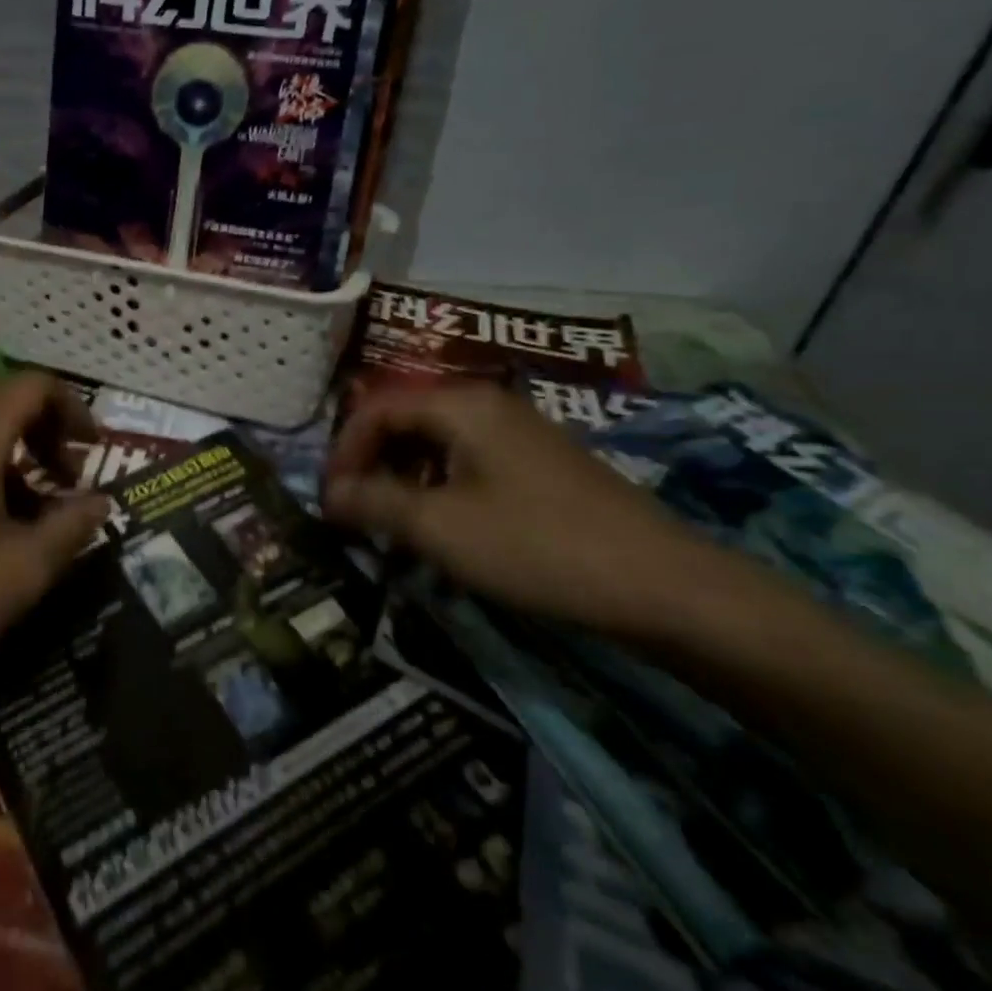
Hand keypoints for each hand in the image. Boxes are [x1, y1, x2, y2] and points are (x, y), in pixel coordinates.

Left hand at [0, 375, 109, 699]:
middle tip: (70, 481)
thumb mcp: (23, 569)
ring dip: (17, 459)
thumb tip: (100, 502)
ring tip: (36, 513)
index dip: (74, 408)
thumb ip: (71, 526)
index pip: (34, 385)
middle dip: (47, 435)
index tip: (94, 451)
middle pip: (5, 404)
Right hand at [324, 383, 717, 639]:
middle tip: (356, 514)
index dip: (344, 451)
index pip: (377, 409)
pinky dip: (439, 490)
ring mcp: (519, 434)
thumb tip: (329, 494)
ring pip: (437, 445)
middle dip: (372, 465)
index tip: (330, 500)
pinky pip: (469, 464)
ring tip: (393, 527)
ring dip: (404, 480)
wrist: (661, 585)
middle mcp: (488, 406)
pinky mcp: (539, 465)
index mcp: (461, 405)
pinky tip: (443, 530)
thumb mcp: (439, 527)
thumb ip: (374, 503)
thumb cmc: (535, 546)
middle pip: (407, 421)